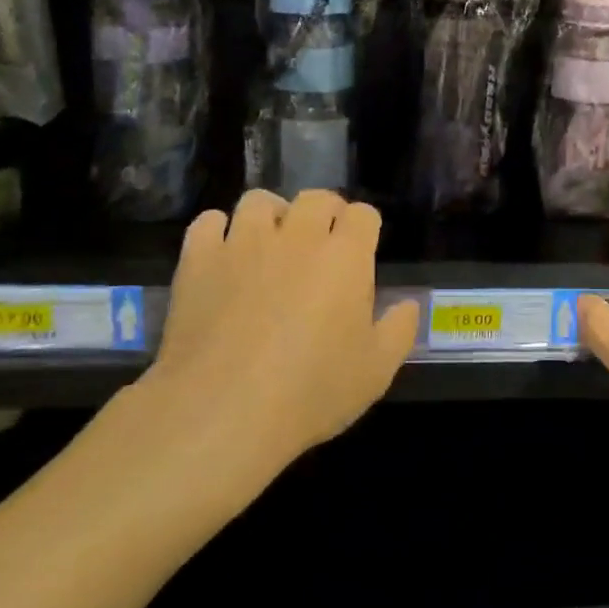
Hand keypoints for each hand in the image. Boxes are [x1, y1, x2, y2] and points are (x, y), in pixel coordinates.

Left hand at [150, 190, 420, 463]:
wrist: (224, 409)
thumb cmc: (311, 392)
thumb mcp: (376, 372)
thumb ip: (399, 330)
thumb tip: (409, 304)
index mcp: (345, 256)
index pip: (363, 214)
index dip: (364, 228)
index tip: (361, 249)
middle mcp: (297, 236)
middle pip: (315, 198)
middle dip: (324, 213)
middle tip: (320, 243)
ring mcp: (244, 243)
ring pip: (260, 200)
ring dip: (271, 215)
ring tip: (270, 243)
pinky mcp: (199, 259)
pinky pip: (209, 222)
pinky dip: (218, 231)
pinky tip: (223, 254)